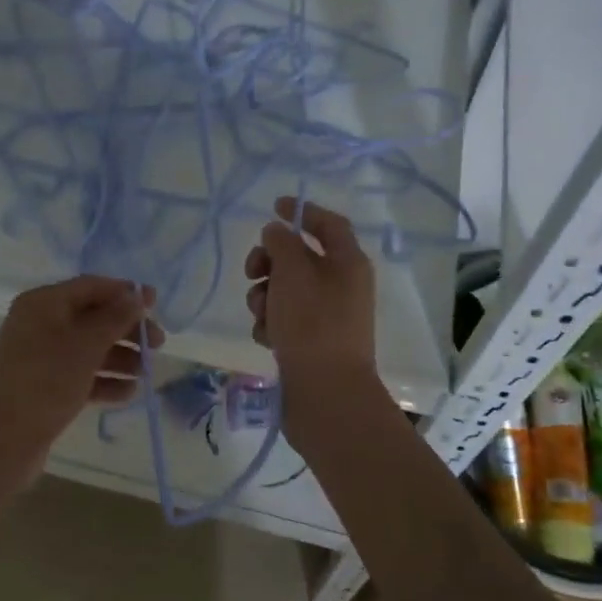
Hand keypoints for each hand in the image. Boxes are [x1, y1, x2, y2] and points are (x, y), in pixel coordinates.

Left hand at [0, 276, 163, 457]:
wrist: (1, 441)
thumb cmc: (45, 381)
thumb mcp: (86, 345)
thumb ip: (116, 317)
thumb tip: (137, 294)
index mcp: (44, 303)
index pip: (92, 287)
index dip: (125, 293)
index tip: (156, 305)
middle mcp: (40, 323)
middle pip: (93, 317)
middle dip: (126, 330)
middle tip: (158, 345)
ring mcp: (41, 356)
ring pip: (89, 348)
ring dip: (120, 357)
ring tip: (147, 373)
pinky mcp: (44, 386)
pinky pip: (80, 374)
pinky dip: (104, 380)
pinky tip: (129, 393)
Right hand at [244, 197, 376, 383]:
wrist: (326, 392)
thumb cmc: (312, 324)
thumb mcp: (293, 272)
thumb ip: (281, 243)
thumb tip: (276, 232)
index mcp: (348, 263)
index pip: (328, 224)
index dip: (302, 211)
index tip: (273, 207)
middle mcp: (341, 285)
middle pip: (300, 257)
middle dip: (270, 261)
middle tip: (252, 271)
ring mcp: (326, 315)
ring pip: (285, 290)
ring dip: (265, 296)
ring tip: (261, 315)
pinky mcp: (311, 341)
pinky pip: (284, 319)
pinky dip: (270, 323)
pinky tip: (266, 338)